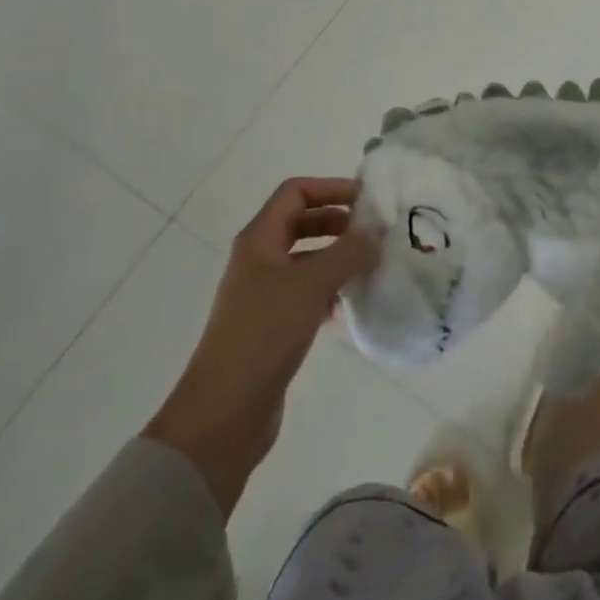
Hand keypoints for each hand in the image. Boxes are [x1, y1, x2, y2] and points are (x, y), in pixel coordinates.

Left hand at [146, 178, 378, 514]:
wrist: (224, 411)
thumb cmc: (264, 333)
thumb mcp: (310, 285)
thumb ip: (347, 253)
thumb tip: (375, 231)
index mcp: (259, 239)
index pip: (296, 192)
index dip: (331, 188)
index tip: (367, 200)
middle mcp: (259, 259)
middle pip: (301, 223)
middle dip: (338, 222)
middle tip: (374, 233)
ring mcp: (263, 293)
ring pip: (306, 260)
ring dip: (337, 258)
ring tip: (370, 268)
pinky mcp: (271, 325)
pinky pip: (305, 293)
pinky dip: (328, 291)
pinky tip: (347, 307)